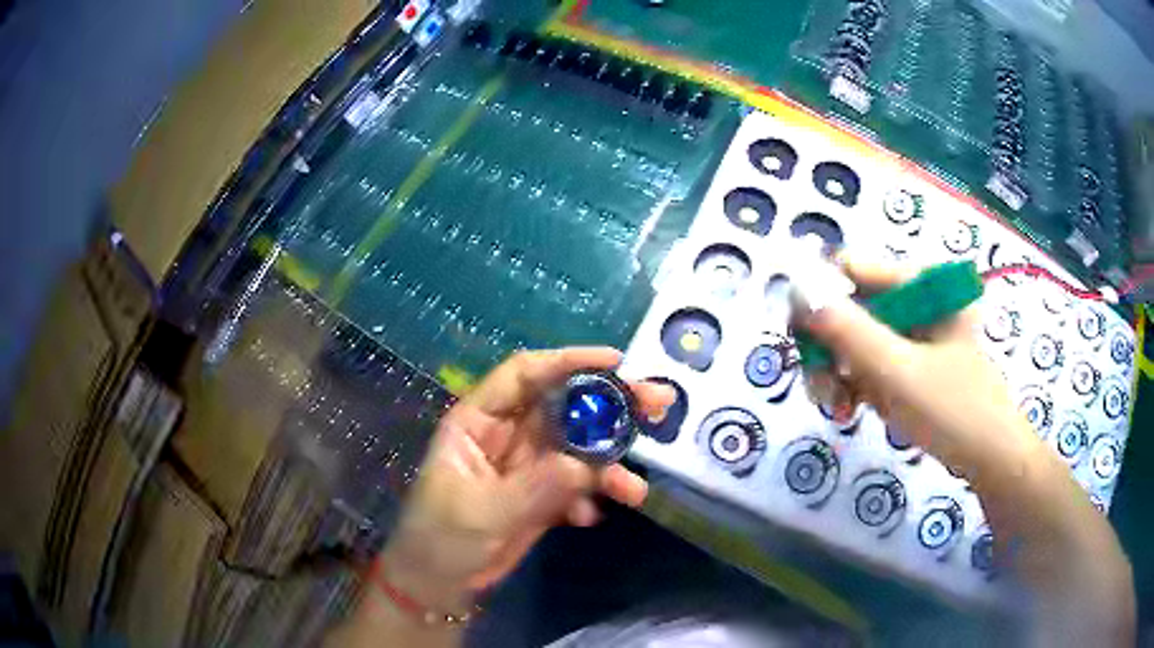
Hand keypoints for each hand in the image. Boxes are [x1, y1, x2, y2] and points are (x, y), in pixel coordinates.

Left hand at [378, 347, 674, 609]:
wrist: (438, 584)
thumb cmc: (441, 538)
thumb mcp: (482, 511)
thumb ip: (536, 488)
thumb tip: (587, 467)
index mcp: (480, 421)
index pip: (525, 374)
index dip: (569, 361)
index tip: (619, 363)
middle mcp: (508, 435)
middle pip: (564, 407)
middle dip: (610, 405)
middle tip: (658, 404)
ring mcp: (528, 467)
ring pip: (578, 450)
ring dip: (609, 465)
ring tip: (635, 490)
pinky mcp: (542, 497)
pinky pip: (576, 486)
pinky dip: (590, 497)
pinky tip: (587, 518)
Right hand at [795, 255, 1045, 480]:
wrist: (990, 458)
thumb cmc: (954, 410)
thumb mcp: (898, 372)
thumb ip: (849, 332)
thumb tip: (797, 293)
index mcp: (920, 284)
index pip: (852, 270)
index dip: (819, 299)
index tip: (802, 343)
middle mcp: (913, 300)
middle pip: (849, 308)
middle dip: (828, 350)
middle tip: (820, 390)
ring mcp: (912, 333)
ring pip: (854, 340)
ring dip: (837, 374)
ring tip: (839, 410)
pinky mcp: (910, 362)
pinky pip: (868, 363)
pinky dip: (854, 386)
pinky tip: (853, 411)